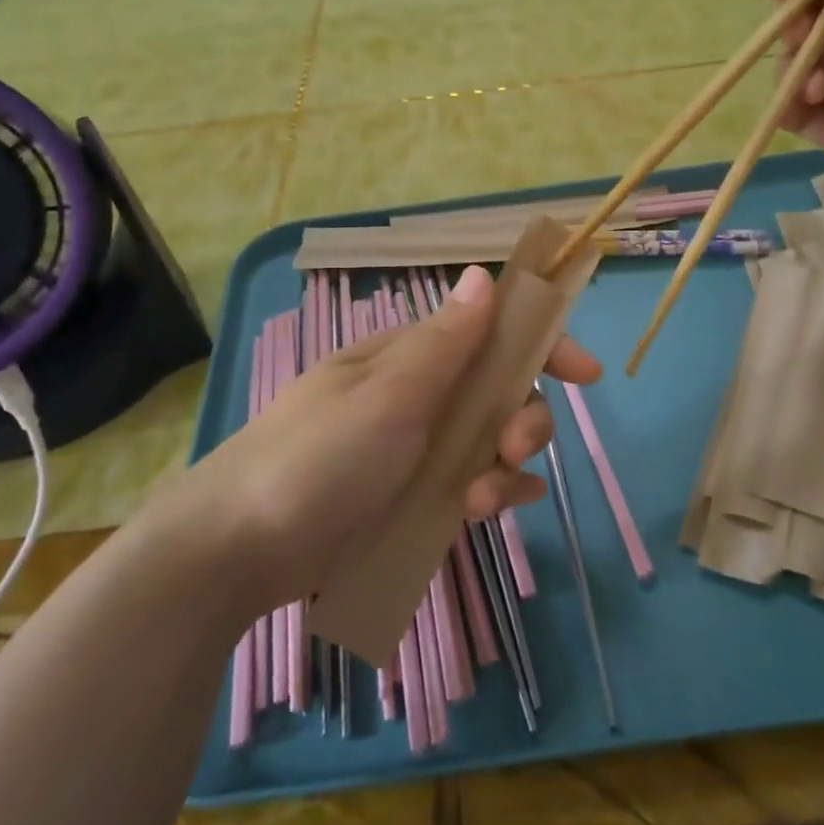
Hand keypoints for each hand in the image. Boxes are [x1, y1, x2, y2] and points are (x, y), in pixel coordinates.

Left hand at [145, 265, 599, 612]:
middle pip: (499, 392)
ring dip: (503, 466)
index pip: (490, 333)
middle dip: (523, 419)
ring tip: (477, 500)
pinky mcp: (409, 496)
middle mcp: (419, 393)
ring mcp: (414, 447)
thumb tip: (484, 275)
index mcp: (410, 356)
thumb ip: (445, 342)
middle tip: (513, 452)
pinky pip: (468, 483)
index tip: (586, 374)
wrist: (238, 548)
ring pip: (488, 442)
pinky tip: (488, 512)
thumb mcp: (387, 396)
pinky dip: (488, 493)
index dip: (541, 344)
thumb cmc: (316, 458)